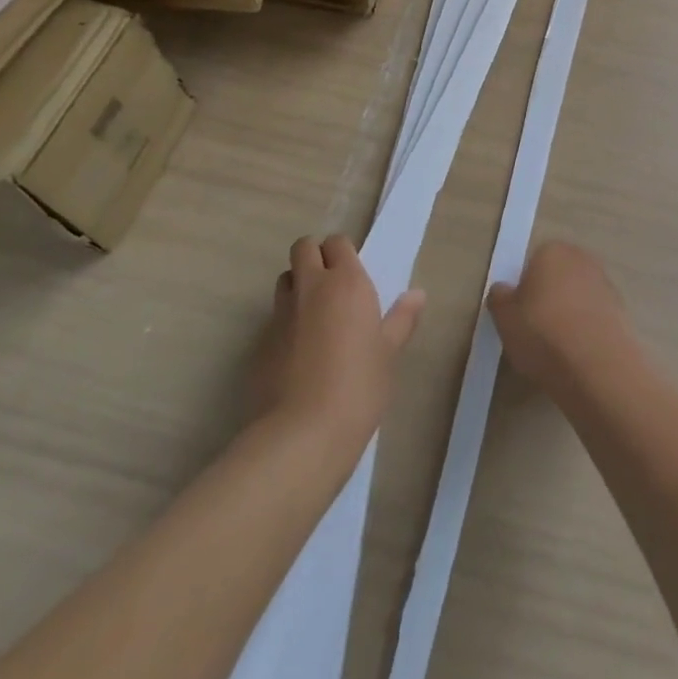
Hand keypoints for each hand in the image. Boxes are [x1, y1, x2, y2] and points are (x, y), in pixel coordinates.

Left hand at [250, 235, 423, 449]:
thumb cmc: (358, 387)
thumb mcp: (388, 353)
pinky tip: (299, 352)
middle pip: (303, 248)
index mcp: (346, 283)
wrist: (301, 435)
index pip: (337, 242)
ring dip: (297, 284)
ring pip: (285, 279)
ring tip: (315, 313)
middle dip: (314, 256)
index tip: (353, 271)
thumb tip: (417, 295)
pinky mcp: (260, 344)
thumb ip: (401, 319)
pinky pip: (274, 318)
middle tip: (332, 283)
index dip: (343, 252)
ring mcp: (281, 315)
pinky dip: (285, 322)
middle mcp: (310, 288)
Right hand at [487, 240, 636, 391]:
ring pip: (578, 297)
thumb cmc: (543, 334)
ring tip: (558, 350)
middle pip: (558, 277)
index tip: (520, 316)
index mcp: (553, 251)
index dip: (524, 289)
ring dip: (569, 315)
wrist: (598, 368)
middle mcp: (582, 259)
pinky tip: (579, 356)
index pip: (533, 263)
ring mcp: (606, 284)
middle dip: (549, 298)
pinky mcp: (622, 311)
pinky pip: (594, 317)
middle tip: (536, 332)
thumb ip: (499, 298)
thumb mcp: (504, 318)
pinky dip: (587, 330)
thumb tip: (504, 290)